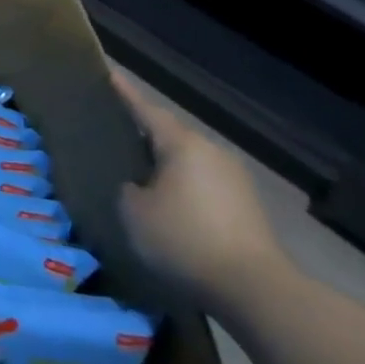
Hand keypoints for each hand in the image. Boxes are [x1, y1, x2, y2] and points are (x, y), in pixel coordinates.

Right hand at [112, 69, 287, 310]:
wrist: (255, 290)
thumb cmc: (184, 239)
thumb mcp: (133, 212)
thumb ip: (126, 189)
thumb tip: (135, 186)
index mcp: (182, 144)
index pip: (146, 110)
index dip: (125, 93)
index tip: (109, 74)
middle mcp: (211, 152)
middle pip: (170, 135)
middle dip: (145, 133)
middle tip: (117, 132)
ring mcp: (234, 179)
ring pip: (188, 160)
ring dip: (165, 164)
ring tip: (140, 171)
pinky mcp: (246, 207)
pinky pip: (203, 184)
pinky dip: (182, 186)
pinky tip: (169, 204)